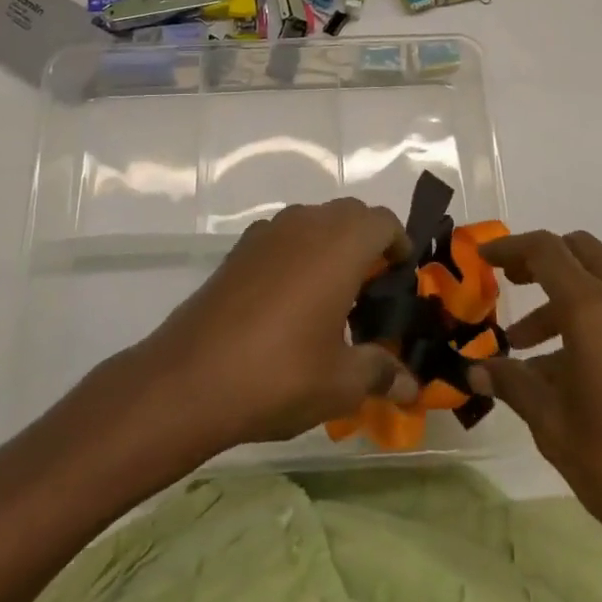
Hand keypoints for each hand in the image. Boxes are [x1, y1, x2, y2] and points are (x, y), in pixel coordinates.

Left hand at [129, 198, 420, 452]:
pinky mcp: (239, 249)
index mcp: (340, 244)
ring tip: (332, 298)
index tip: (401, 280)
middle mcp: (306, 223)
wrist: (189, 378)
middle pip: (350, 215)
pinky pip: (284, 237)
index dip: (400, 245)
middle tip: (372, 292)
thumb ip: (381, 373)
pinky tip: (290, 303)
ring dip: (331, 246)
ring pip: (314, 222)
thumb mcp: (341, 382)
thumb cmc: (279, 374)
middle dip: (368, 244)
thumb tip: (412, 386)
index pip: (383, 222)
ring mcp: (268, 232)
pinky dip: (298, 254)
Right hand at [469, 230, 601, 598]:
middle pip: (579, 251)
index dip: (509, 249)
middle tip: (512, 287)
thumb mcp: (554, 426)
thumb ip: (513, 385)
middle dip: (541, 262)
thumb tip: (476, 370)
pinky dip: (599, 317)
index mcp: (594, 308)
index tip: (483, 260)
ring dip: (568, 297)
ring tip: (535, 350)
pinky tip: (583, 370)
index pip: (545, 251)